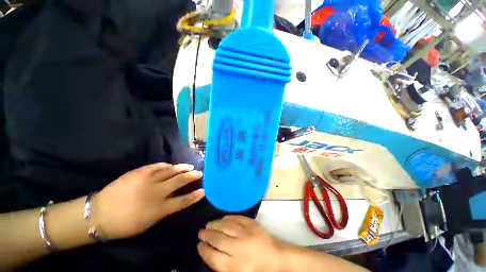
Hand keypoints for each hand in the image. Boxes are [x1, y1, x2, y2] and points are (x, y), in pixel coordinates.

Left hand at [92, 163, 203, 238]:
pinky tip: (171, 165)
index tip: (203, 190)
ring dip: (182, 168)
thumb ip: (164, 210)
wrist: (98, 214)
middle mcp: (156, 192)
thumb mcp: (147, 223)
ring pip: (171, 171)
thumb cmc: (124, 224)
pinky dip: (166, 165)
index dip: (194, 196)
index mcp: (159, 208)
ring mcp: (147, 180)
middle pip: (180, 181)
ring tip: (190, 166)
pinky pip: (157, 166)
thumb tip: (175, 199)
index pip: (183, 201)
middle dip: (192, 176)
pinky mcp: (139, 172)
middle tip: (200, 173)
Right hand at [198, 216, 284, 271]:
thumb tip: (212, 252)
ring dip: (215, 224)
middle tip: (201, 232)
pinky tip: (223, 219)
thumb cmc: (259, 269)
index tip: (199, 245)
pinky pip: (237, 218)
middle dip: (207, 235)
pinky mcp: (252, 224)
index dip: (204, 251)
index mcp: (236, 266)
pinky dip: (228, 218)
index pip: (214, 257)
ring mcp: (246, 233)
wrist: (278, 257)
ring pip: (226, 226)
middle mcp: (239, 248)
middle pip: (218, 239)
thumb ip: (225, 265)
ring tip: (208, 224)